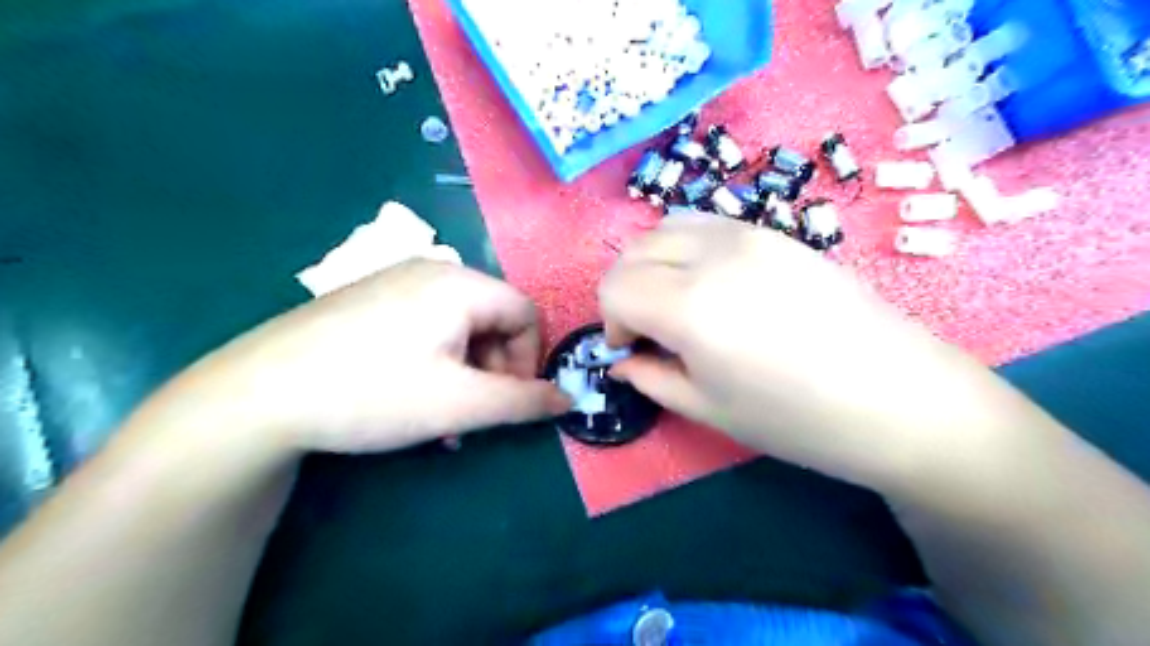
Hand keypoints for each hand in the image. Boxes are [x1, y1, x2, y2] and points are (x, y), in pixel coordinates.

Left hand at [156, 256, 569, 453]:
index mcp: (460, 283)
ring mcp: (396, 281)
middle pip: (492, 319)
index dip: (528, 359)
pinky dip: (436, 361)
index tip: (508, 401)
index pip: (525, 313)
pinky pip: (426, 326)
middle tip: (471, 415)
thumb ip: (523, 402)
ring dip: (465, 372)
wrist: (257, 394)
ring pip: (459, 327)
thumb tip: (568, 401)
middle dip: (493, 370)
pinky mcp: (370, 299)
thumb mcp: (459, 405)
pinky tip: (411, 394)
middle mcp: (432, 270)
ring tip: (441, 416)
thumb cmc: (372, 392)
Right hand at [602, 218, 1022, 488]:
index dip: (611, 321)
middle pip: (634, 251)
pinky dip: (686, 248)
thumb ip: (651, 378)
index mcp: (690, 306)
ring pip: (667, 227)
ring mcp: (748, 234)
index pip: (615, 288)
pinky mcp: (775, 232)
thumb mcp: (708, 409)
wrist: (901, 398)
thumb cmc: (798, 419)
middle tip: (649, 329)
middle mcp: (712, 255)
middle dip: (626, 290)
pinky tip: (712, 284)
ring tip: (676, 302)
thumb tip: (621, 361)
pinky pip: (707, 224)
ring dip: (653, 263)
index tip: (632, 349)